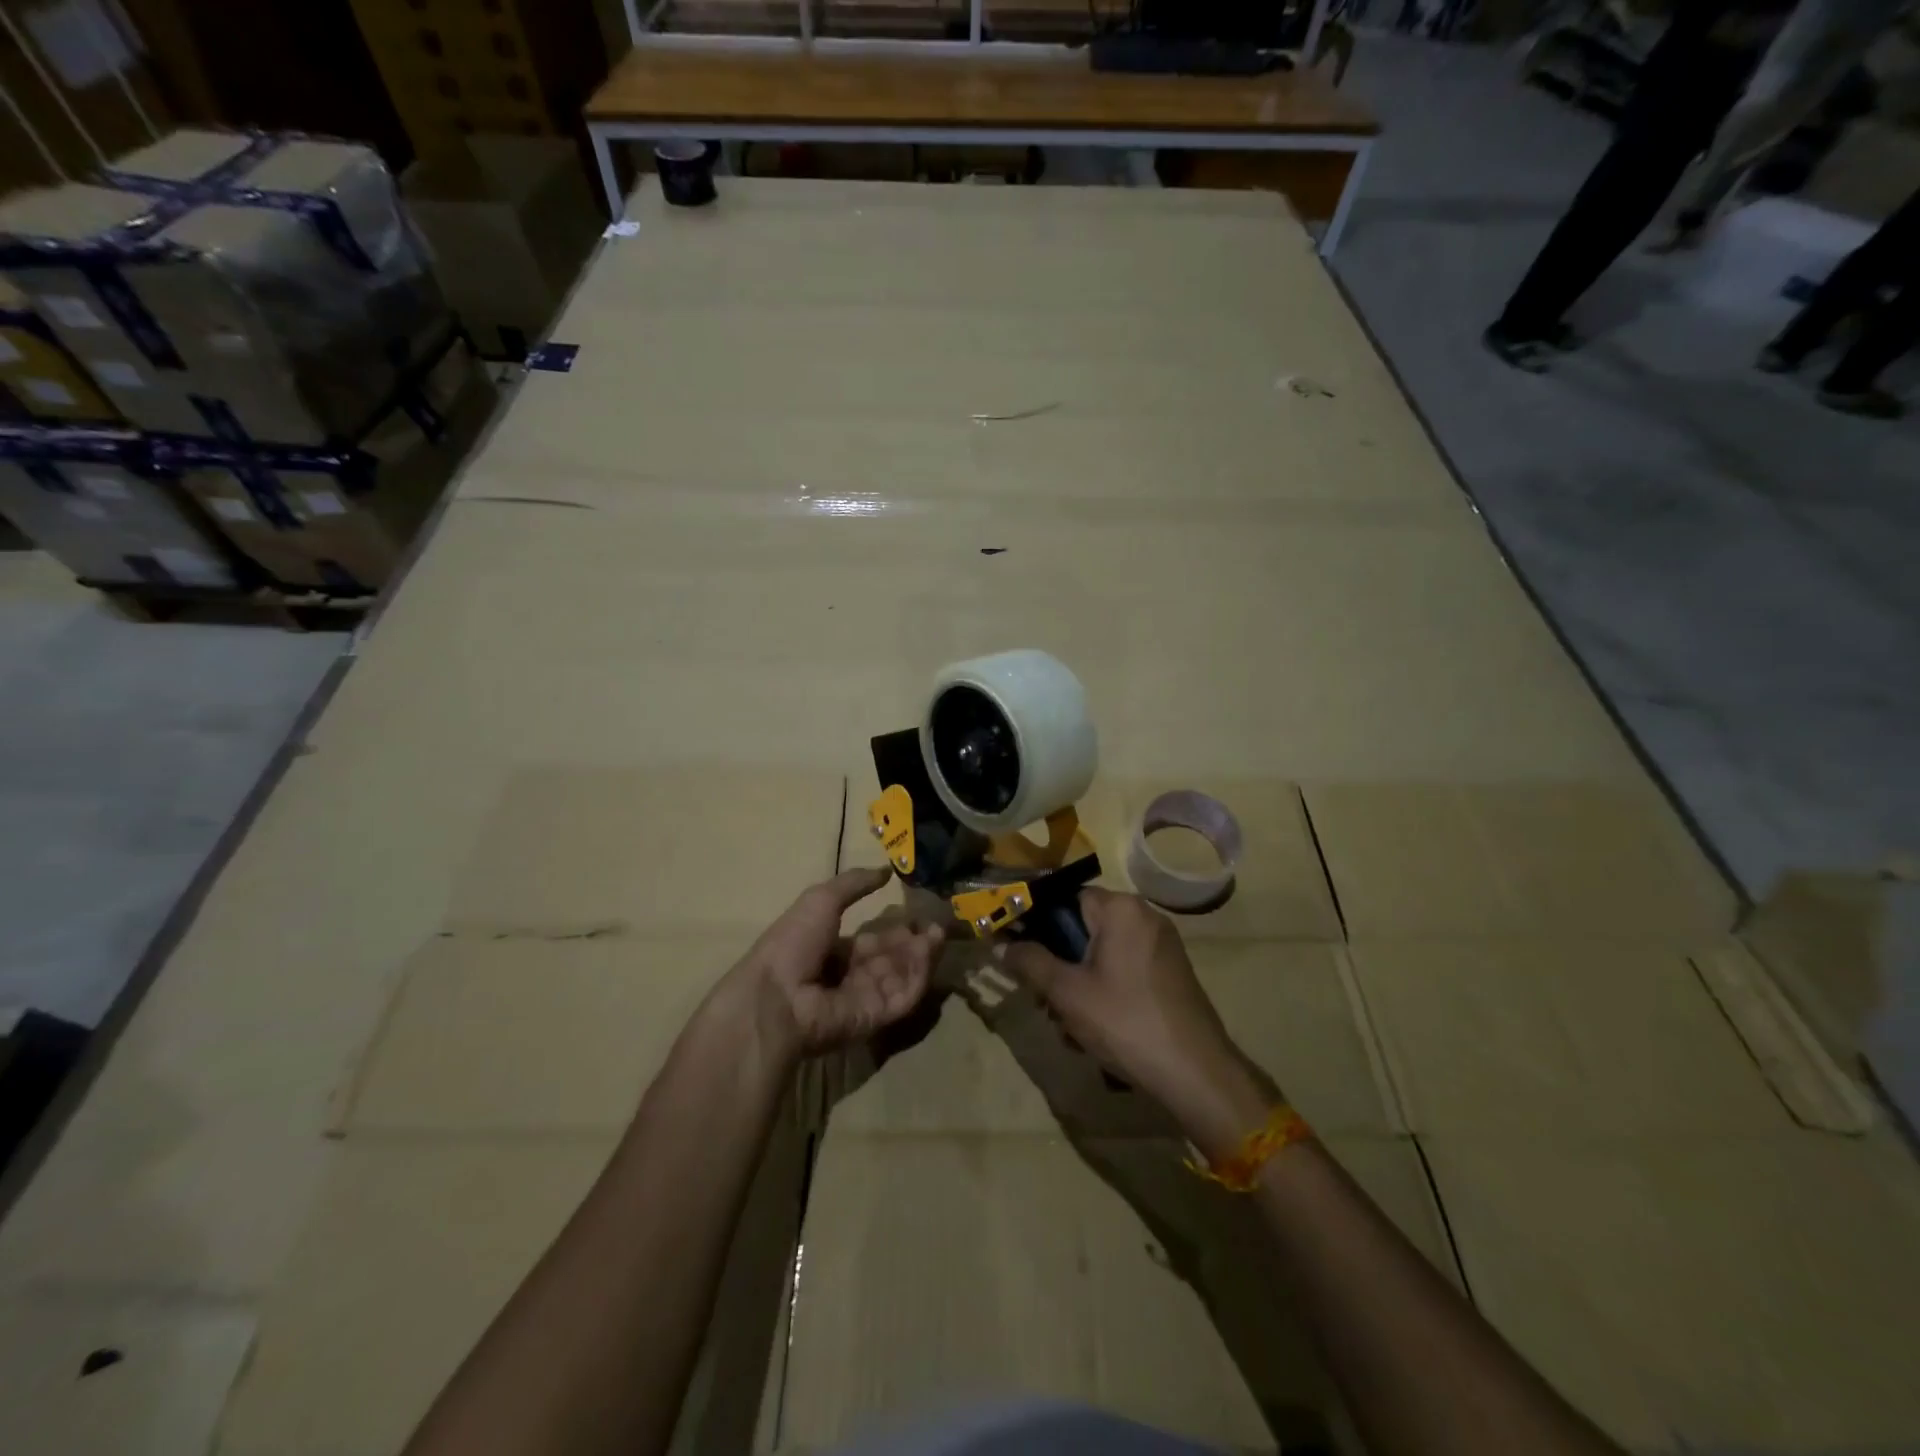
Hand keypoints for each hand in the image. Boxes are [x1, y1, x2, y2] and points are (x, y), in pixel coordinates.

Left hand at [736, 868, 943, 1060]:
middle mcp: (850, 977)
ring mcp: (864, 999)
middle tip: (936, 923)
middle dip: (913, 942)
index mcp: (832, 952)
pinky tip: (930, 952)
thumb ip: (854, 883)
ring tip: (938, 933)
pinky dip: (919, 975)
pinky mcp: (877, 1018)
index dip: (894, 928)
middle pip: (890, 959)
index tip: (916, 914)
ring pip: (901, 975)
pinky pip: (903, 996)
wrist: (777, 997)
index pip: (872, 942)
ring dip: (921, 955)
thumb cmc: (793, 942)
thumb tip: (886, 870)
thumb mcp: (821, 899)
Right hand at [1001, 888, 1273, 1150]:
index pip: (1065, 899)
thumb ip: (1030, 962)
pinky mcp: (1170, 974)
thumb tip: (1004, 944)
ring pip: (1101, 955)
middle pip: (1083, 929)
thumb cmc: (1125, 1022)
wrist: (1196, 1074)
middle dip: (1058, 965)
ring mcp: (1161, 946)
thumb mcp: (1067, 993)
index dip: (1037, 923)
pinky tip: (1094, 1031)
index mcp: (1121, 909)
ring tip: (1068, 1027)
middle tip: (1043, 1001)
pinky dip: (1104, 993)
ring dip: (1078, 985)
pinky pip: (1123, 971)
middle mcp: (1144, 917)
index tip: (1017, 951)